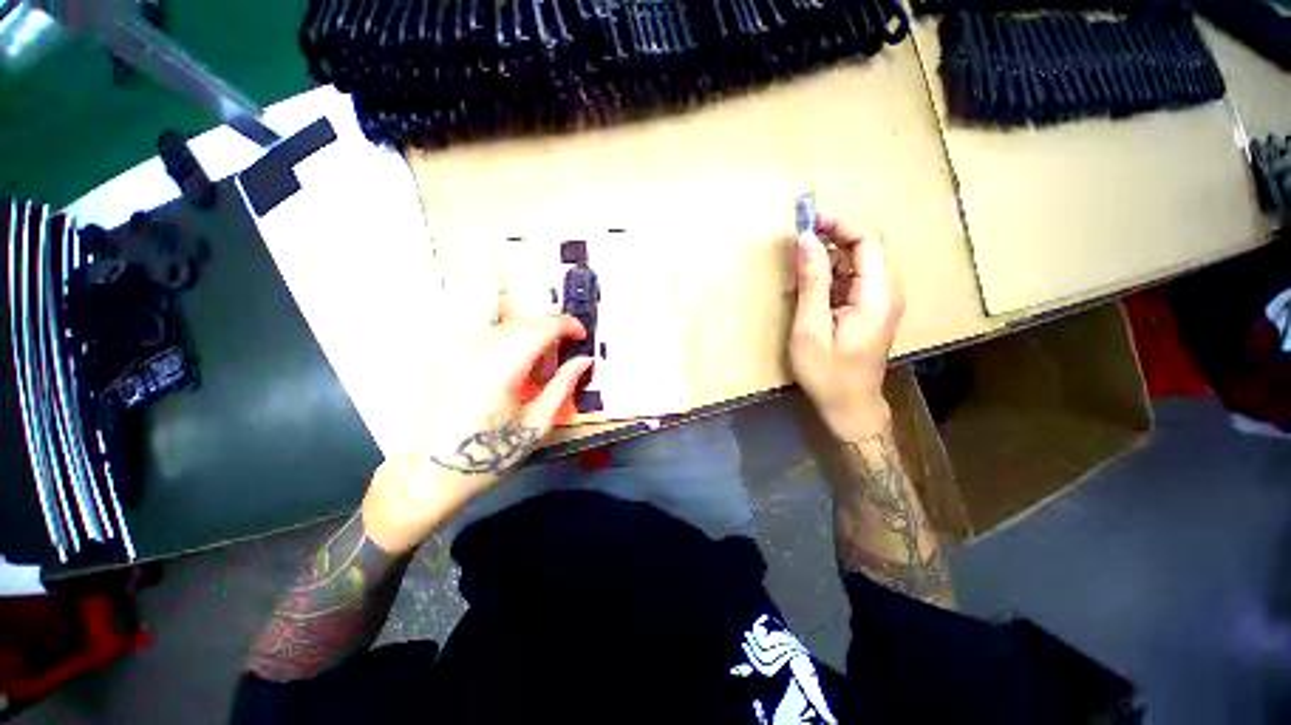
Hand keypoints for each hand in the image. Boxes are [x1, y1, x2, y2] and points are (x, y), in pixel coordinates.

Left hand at [362, 314, 592, 554]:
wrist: (433, 470)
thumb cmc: (492, 451)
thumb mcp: (538, 422)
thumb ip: (564, 384)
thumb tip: (585, 360)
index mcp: (503, 365)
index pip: (543, 326)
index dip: (568, 324)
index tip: (582, 335)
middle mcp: (477, 346)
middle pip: (525, 320)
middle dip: (551, 328)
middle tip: (564, 350)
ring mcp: (458, 346)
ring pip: (507, 323)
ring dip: (530, 334)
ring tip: (539, 362)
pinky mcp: (448, 352)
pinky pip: (488, 332)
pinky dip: (509, 339)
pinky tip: (514, 364)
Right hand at [789, 218, 904, 440]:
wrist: (850, 406)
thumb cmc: (827, 373)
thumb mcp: (810, 328)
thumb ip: (811, 282)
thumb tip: (806, 240)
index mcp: (877, 294)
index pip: (867, 239)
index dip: (838, 224)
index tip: (806, 223)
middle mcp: (887, 290)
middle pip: (866, 245)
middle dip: (832, 236)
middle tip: (797, 241)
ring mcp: (882, 299)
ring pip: (858, 260)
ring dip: (828, 256)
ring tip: (798, 268)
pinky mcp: (872, 307)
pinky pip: (854, 278)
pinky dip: (831, 274)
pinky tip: (810, 288)